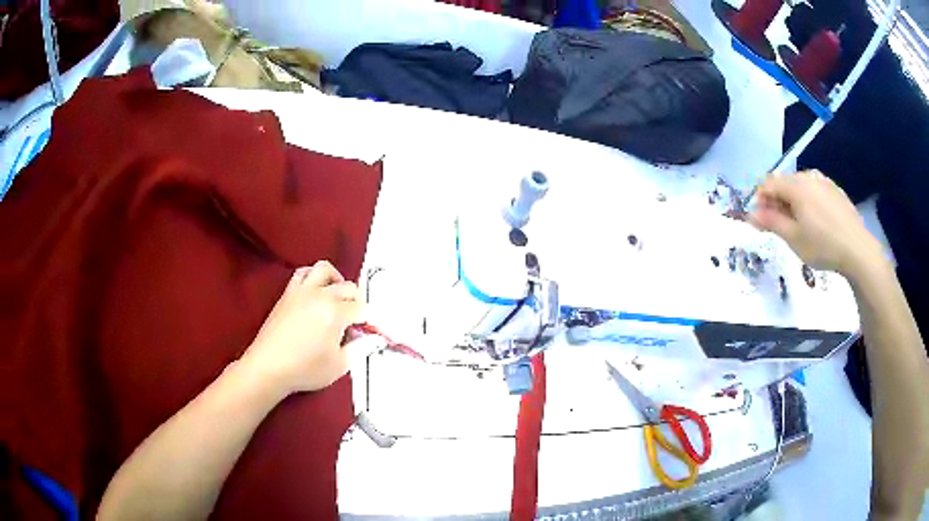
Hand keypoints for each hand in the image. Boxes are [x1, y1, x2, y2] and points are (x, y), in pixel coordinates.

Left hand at [241, 261, 362, 395]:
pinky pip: (302, 273)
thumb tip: (372, 340)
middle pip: (347, 287)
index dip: (368, 321)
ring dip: (336, 280)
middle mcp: (320, 295)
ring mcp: (302, 291)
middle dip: (356, 302)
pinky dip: (313, 277)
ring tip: (337, 297)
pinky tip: (315, 292)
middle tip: (355, 320)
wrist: (268, 367)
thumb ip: (360, 349)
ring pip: (324, 269)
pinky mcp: (288, 294)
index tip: (368, 331)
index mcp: (335, 312)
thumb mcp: (339, 366)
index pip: (361, 308)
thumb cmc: (304, 369)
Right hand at [749, 171, 883, 279]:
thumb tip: (750, 214)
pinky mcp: (835, 190)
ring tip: (798, 225)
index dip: (759, 199)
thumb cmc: (822, 245)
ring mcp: (824, 181)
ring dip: (793, 202)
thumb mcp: (793, 238)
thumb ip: (771, 222)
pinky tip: (816, 222)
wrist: (858, 249)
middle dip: (776, 201)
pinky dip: (808, 202)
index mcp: (795, 185)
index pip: (768, 183)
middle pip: (784, 183)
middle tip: (778, 226)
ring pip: (800, 186)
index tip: (758, 220)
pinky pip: (815, 190)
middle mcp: (808, 176)